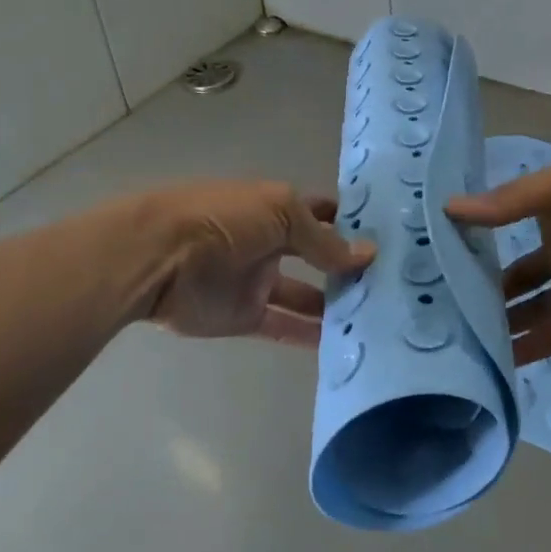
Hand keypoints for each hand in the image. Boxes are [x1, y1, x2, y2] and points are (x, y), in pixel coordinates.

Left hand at [143, 182, 374, 345]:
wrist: (157, 258)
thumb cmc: (222, 220)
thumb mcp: (281, 214)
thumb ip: (324, 240)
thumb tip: (368, 254)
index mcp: (277, 208)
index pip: (322, 213)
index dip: (351, 222)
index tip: (390, 237)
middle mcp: (270, 243)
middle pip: (316, 256)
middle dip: (347, 266)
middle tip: (393, 283)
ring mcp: (257, 281)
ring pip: (305, 295)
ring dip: (335, 304)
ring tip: (378, 317)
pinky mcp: (244, 316)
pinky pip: (284, 327)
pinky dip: (310, 336)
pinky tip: (345, 344)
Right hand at [446, 155, 550, 363]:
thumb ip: (512, 201)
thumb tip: (449, 209)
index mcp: (550, 207)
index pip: (498, 223)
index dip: (468, 237)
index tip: (425, 253)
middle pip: (507, 271)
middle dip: (475, 285)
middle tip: (429, 304)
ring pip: (523, 308)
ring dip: (494, 320)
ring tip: (449, 336)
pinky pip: (548, 335)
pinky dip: (523, 349)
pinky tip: (489, 359)